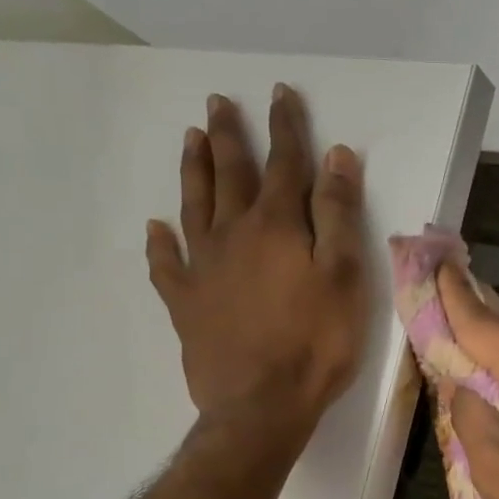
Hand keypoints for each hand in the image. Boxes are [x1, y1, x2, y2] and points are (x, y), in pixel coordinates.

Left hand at [146, 86, 366, 448]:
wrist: (261, 405)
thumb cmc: (316, 341)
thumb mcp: (345, 274)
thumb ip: (337, 214)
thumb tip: (336, 157)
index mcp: (276, 226)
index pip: (284, 163)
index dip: (285, 127)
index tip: (280, 93)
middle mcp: (233, 235)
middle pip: (230, 174)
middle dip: (230, 136)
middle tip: (218, 102)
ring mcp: (203, 268)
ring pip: (194, 206)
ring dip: (194, 171)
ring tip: (190, 139)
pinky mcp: (185, 303)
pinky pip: (166, 265)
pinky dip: (158, 243)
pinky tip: (154, 228)